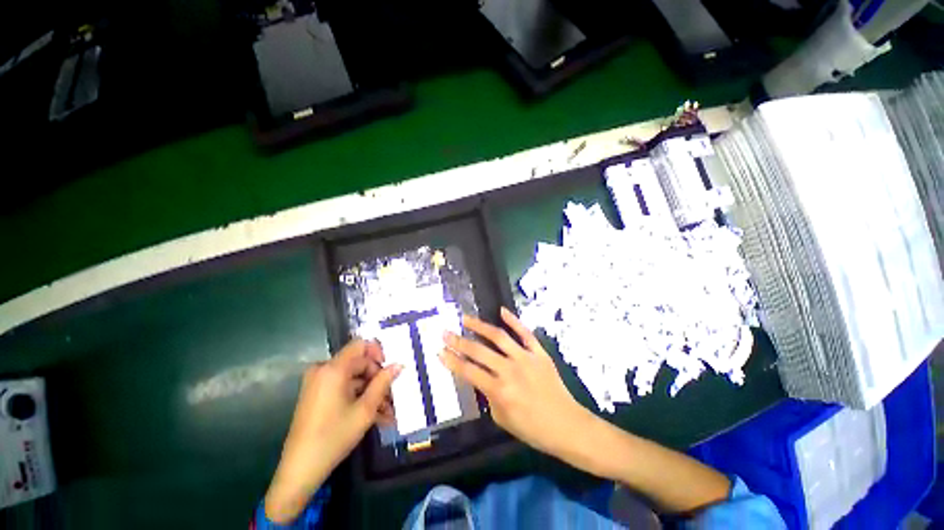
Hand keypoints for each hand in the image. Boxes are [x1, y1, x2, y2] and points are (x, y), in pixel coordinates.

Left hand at [264, 340, 401, 523]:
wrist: (300, 469)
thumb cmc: (334, 436)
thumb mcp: (365, 409)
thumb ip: (383, 383)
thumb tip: (399, 365)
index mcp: (333, 369)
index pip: (361, 345)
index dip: (379, 353)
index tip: (389, 370)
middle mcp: (323, 370)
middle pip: (359, 363)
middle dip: (378, 379)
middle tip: (392, 397)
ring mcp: (318, 382)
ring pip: (353, 378)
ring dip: (371, 392)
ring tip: (387, 413)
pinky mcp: (316, 394)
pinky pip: (343, 388)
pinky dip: (358, 398)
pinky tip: (374, 416)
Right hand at [440, 307, 594, 458]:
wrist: (566, 425)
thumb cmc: (532, 428)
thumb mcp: (501, 418)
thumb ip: (487, 395)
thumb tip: (479, 376)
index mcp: (499, 391)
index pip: (468, 371)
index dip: (452, 360)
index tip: (439, 350)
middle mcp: (509, 370)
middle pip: (478, 351)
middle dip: (458, 341)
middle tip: (445, 332)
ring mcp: (525, 358)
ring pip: (498, 336)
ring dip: (480, 325)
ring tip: (466, 318)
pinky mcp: (539, 352)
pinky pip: (525, 333)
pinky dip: (513, 320)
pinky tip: (501, 311)